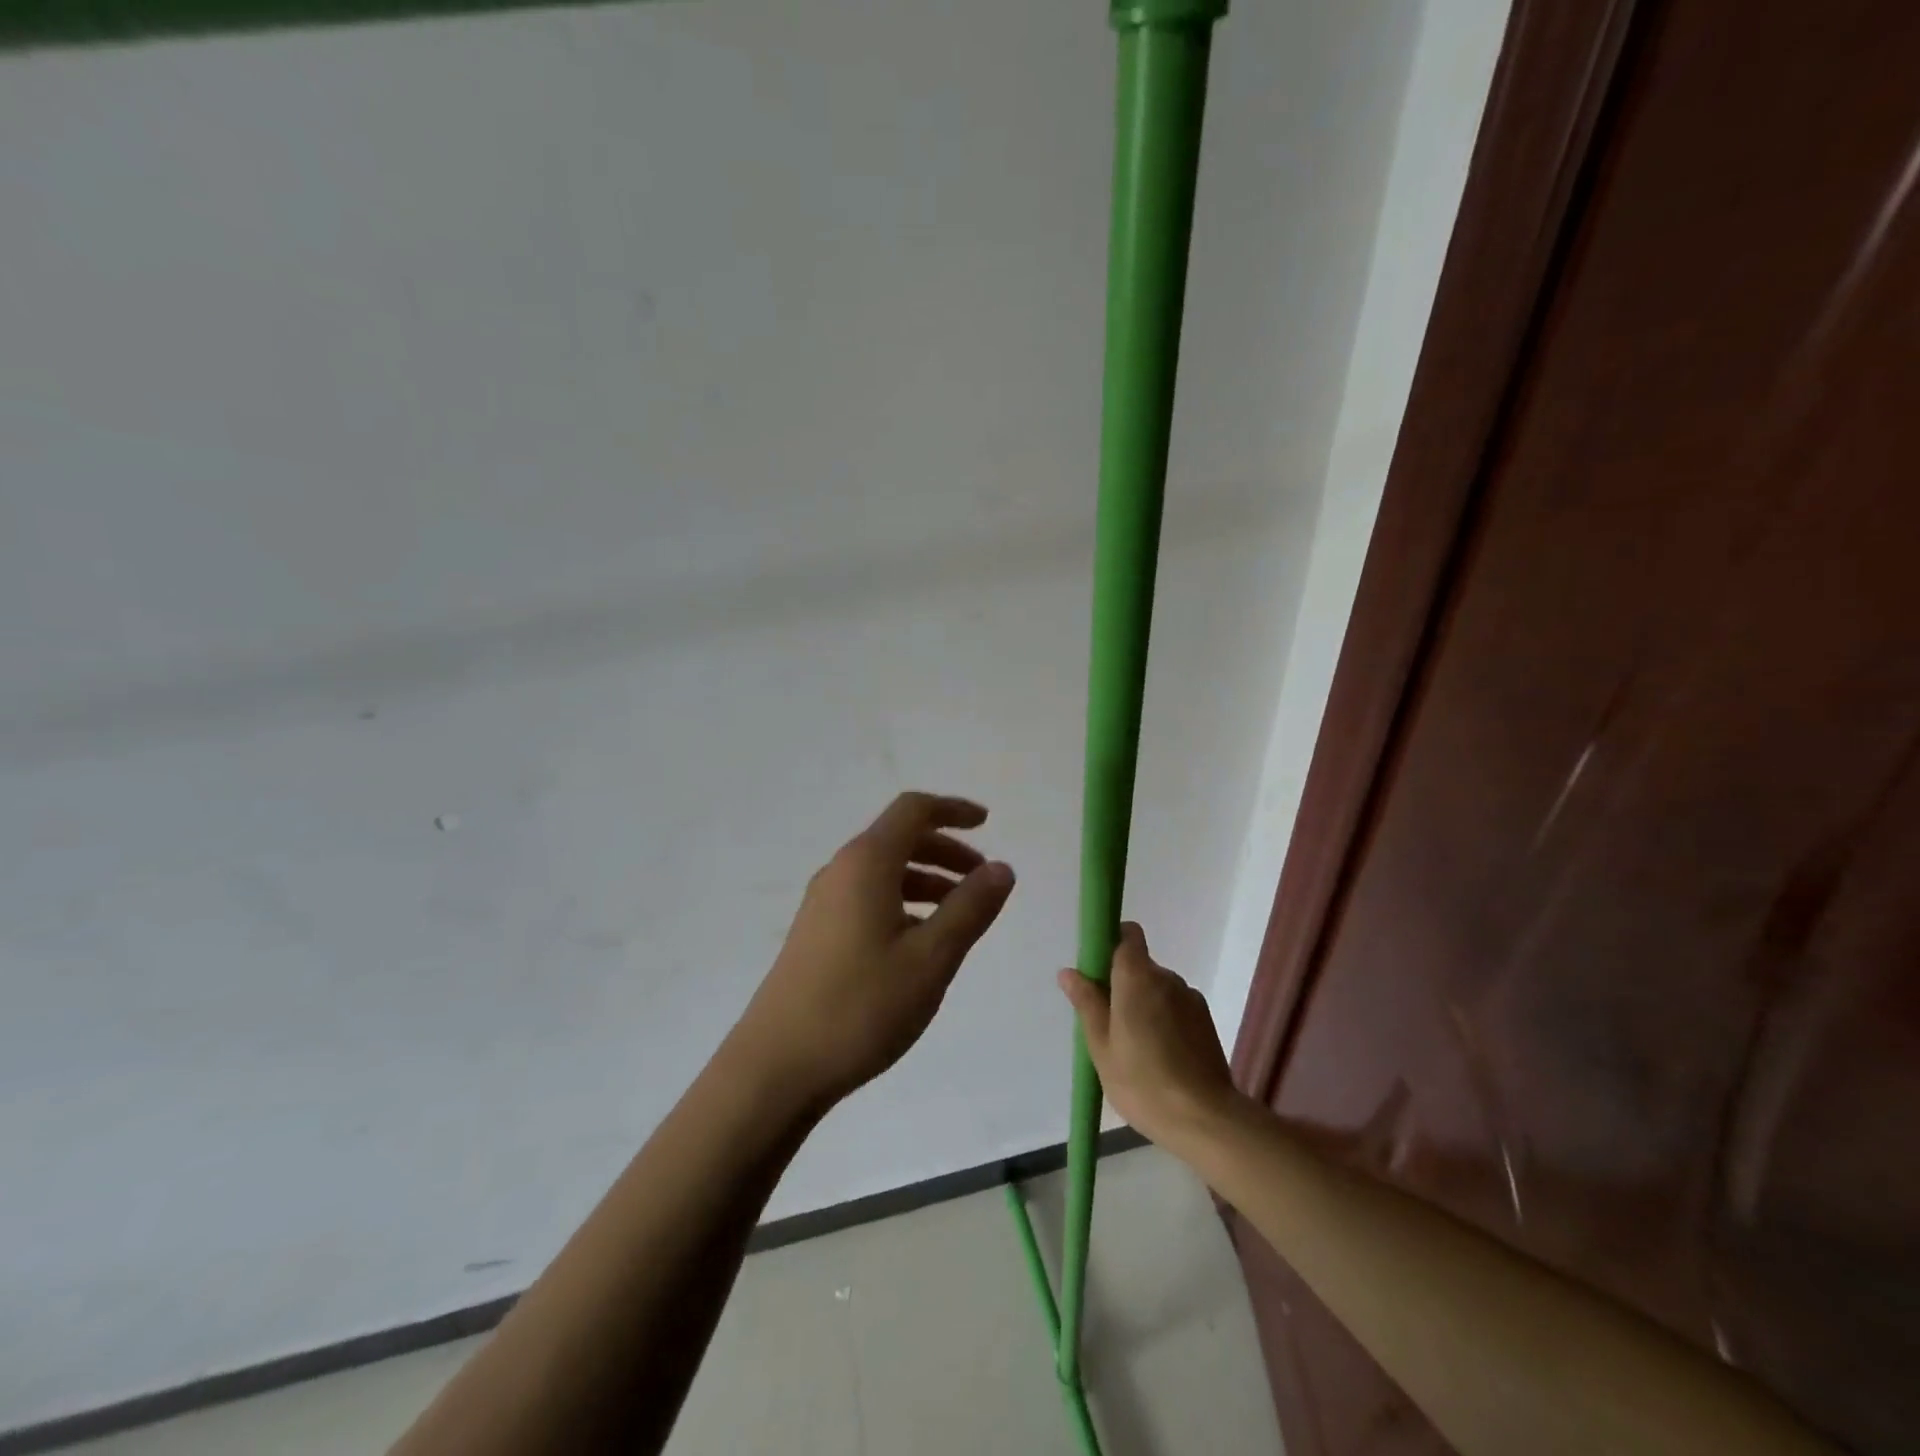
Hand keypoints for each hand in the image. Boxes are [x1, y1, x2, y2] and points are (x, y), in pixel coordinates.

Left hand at [731, 793, 1015, 1112]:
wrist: (777, 1066)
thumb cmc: (861, 1006)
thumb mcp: (931, 957)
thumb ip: (970, 908)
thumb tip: (1001, 868)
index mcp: (867, 863)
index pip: (913, 810)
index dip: (953, 809)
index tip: (988, 824)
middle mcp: (840, 871)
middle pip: (899, 839)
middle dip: (946, 850)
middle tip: (982, 880)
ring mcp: (822, 903)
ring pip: (884, 872)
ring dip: (926, 880)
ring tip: (960, 916)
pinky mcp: (816, 933)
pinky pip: (868, 898)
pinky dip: (903, 903)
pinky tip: (920, 942)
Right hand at [1057, 922, 1239, 1149]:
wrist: (1204, 1119)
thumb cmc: (1142, 1081)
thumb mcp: (1101, 1046)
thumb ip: (1087, 1003)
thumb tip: (1069, 972)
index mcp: (1137, 977)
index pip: (1128, 935)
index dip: (1112, 942)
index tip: (1098, 970)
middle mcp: (1167, 978)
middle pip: (1140, 966)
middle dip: (1123, 985)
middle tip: (1109, 1025)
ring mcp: (1190, 999)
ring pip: (1158, 989)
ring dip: (1145, 1005)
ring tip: (1136, 1048)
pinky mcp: (1206, 1021)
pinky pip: (1176, 1008)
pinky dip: (1165, 1021)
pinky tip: (1160, 1057)